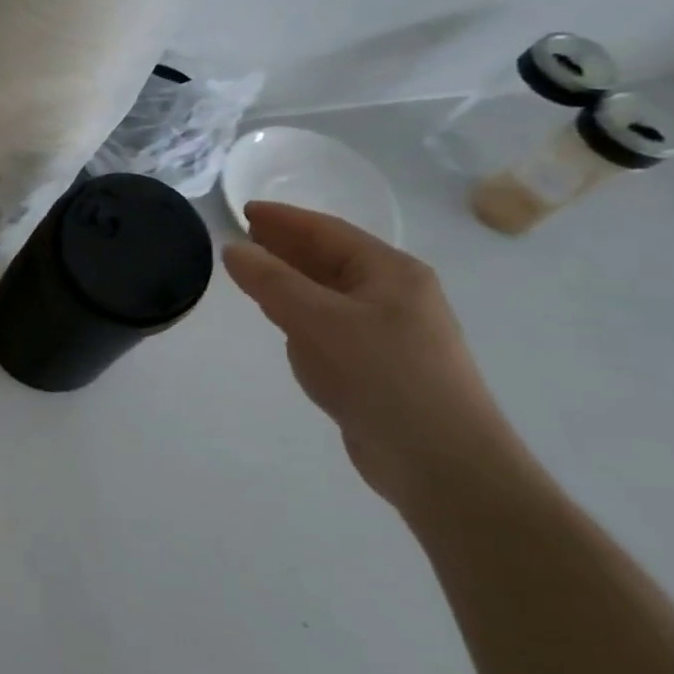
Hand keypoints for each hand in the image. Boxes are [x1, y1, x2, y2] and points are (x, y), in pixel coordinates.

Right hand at [223, 202, 526, 511]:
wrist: (441, 462)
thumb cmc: (382, 376)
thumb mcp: (318, 321)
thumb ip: (271, 282)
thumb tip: (233, 249)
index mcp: (392, 272)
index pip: (328, 231)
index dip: (284, 219)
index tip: (244, 210)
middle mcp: (395, 295)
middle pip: (331, 259)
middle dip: (286, 247)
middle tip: (242, 237)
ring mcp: (390, 332)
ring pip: (329, 293)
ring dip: (292, 280)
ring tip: (253, 274)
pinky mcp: (379, 365)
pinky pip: (331, 324)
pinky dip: (302, 314)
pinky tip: (282, 321)